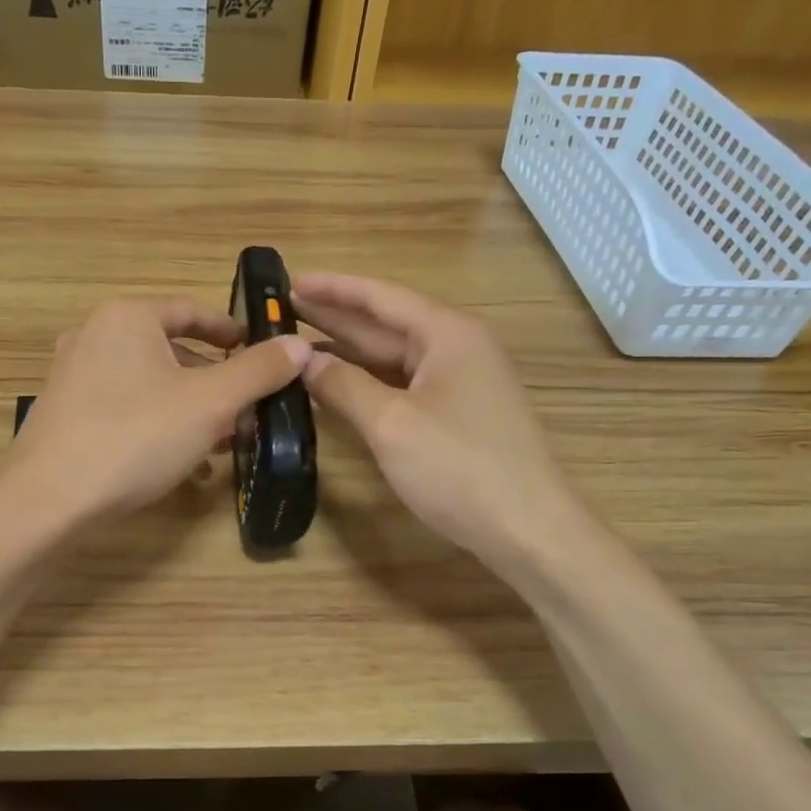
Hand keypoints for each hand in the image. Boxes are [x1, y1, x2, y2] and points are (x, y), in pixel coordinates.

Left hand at [9, 297, 310, 523]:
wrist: (50, 498)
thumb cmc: (136, 436)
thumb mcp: (210, 403)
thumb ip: (258, 371)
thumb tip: (299, 345)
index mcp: (127, 318)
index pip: (192, 312)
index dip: (231, 332)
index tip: (261, 353)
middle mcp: (93, 336)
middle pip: (170, 351)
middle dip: (214, 382)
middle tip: (246, 410)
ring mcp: (72, 376)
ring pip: (148, 384)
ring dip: (189, 409)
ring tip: (220, 442)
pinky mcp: (63, 414)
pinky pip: (124, 409)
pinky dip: (156, 425)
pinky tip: (178, 462)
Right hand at [294, 273, 575, 568]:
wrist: (529, 530)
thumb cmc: (459, 469)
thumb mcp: (391, 424)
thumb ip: (343, 386)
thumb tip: (303, 360)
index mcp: (447, 334)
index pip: (379, 297)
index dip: (332, 288)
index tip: (288, 281)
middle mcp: (457, 347)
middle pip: (386, 324)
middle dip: (335, 318)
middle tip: (282, 311)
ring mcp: (462, 382)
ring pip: (394, 358)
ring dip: (348, 352)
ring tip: (298, 346)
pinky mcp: (460, 414)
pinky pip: (404, 385)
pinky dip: (369, 382)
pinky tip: (338, 386)